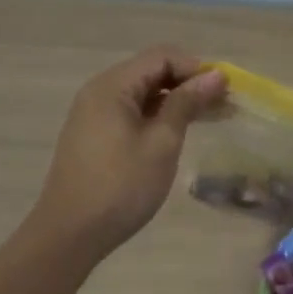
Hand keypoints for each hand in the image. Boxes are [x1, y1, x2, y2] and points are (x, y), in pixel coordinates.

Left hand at [31, 47, 227, 259]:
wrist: (68, 236)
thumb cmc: (120, 187)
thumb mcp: (161, 143)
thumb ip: (186, 103)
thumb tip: (215, 75)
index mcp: (113, 86)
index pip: (162, 57)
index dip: (196, 68)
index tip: (225, 90)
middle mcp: (100, 91)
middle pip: (152, 71)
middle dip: (189, 83)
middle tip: (224, 104)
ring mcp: (95, 114)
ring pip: (144, 93)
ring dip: (177, 101)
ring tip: (211, 117)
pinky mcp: (95, 135)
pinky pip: (133, 111)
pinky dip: (159, 116)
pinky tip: (181, 131)